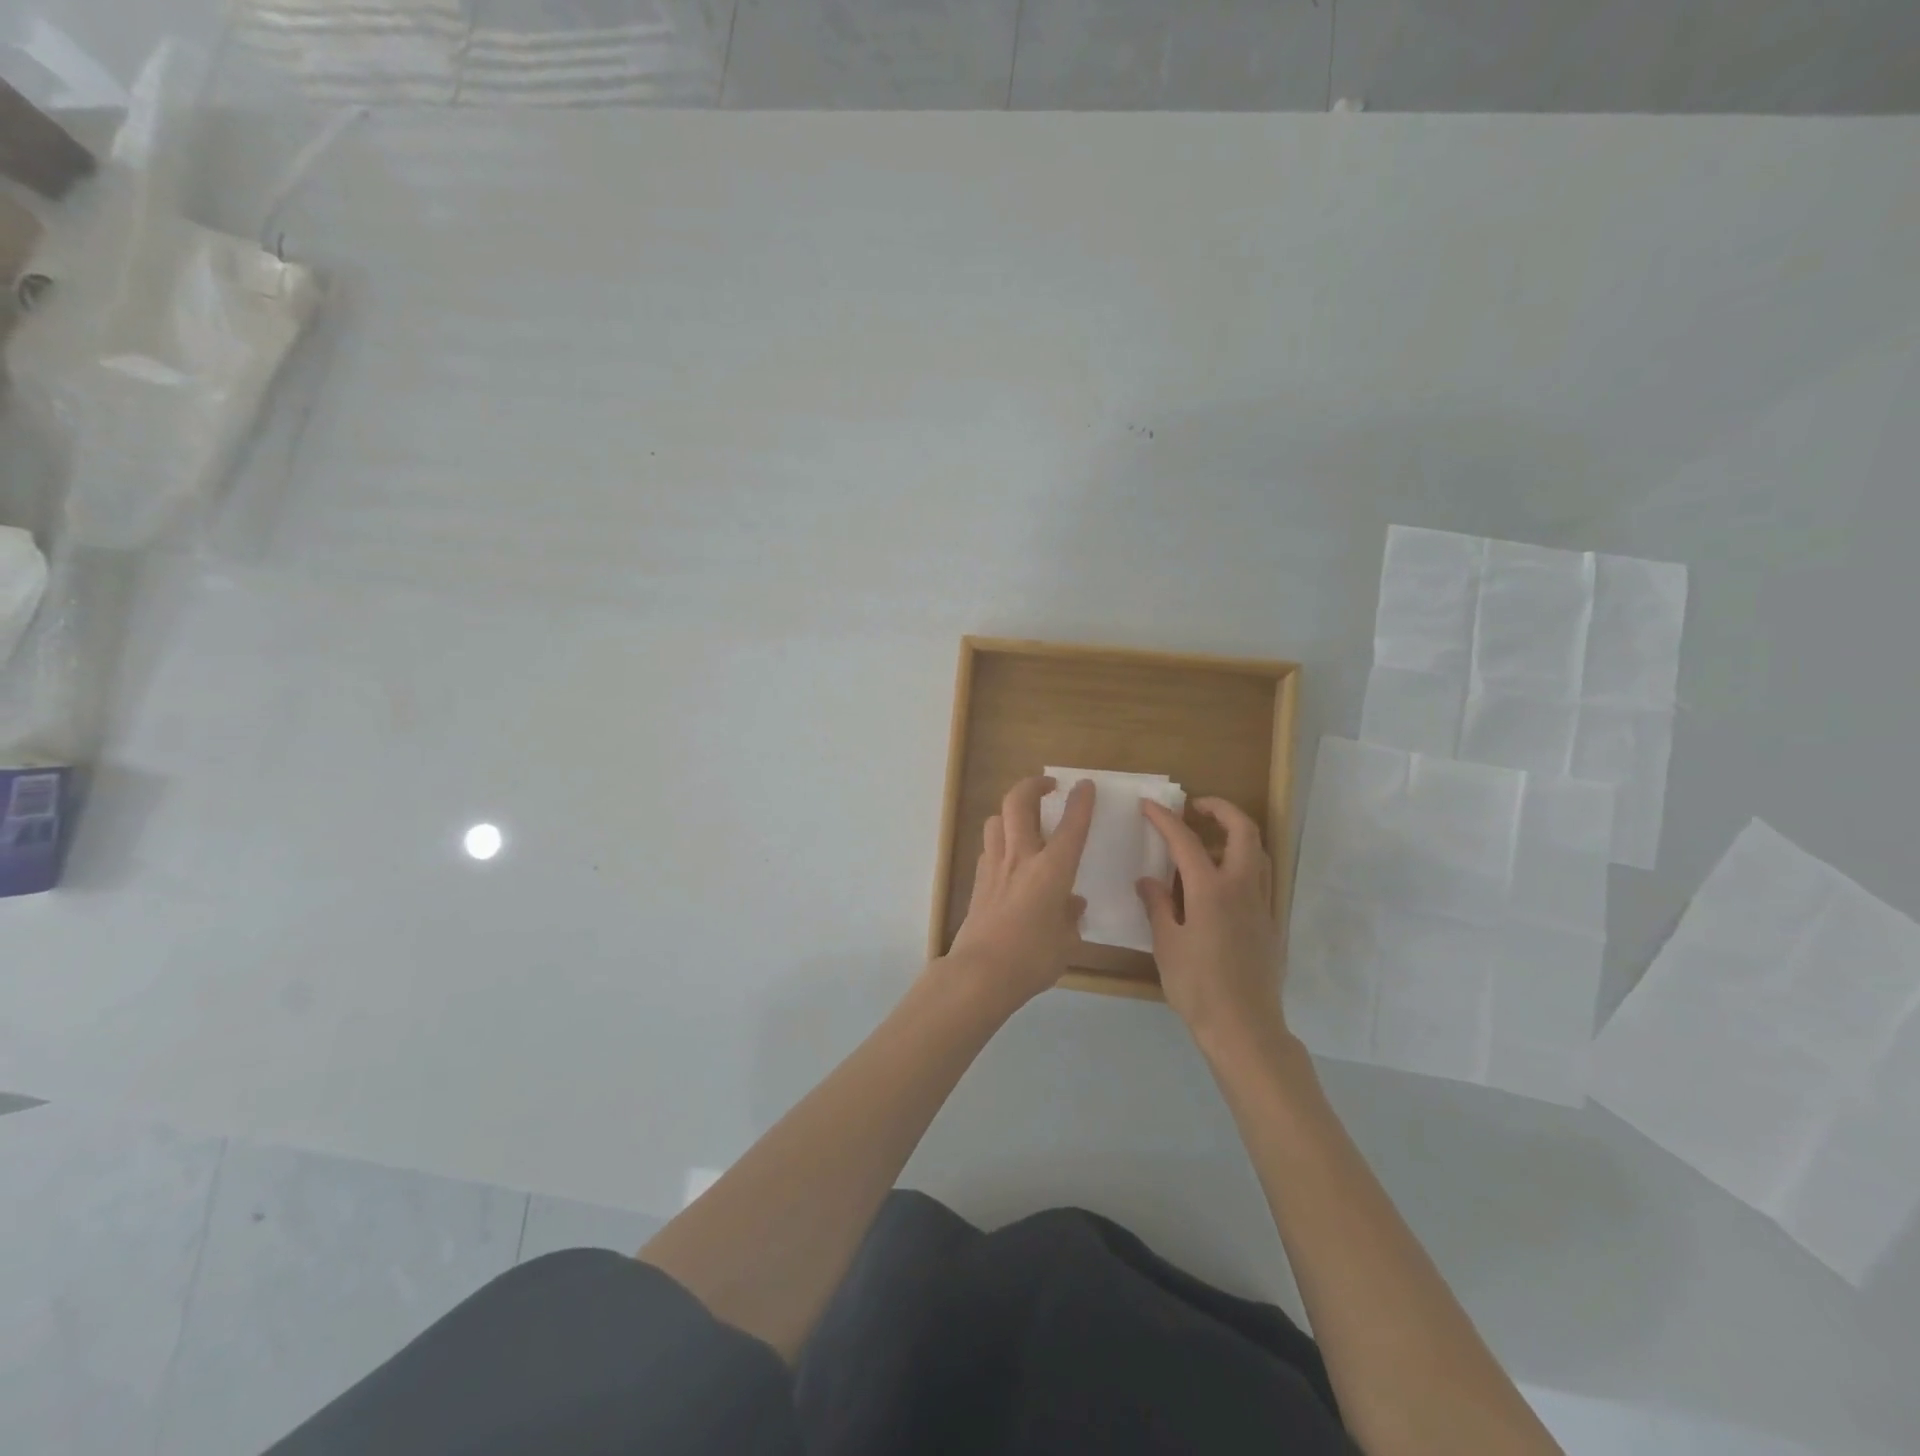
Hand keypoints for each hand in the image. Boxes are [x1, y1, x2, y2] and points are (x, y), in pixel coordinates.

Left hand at [942, 776, 1093, 1013]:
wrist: (980, 972)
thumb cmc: (1032, 958)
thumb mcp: (1066, 942)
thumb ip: (1070, 917)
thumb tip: (1071, 904)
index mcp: (1052, 870)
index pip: (1071, 826)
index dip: (1080, 802)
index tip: (1085, 785)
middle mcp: (1021, 858)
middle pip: (1018, 803)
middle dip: (1033, 785)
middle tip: (1047, 785)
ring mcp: (994, 866)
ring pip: (995, 820)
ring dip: (1010, 812)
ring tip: (1024, 821)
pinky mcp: (978, 881)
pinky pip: (988, 847)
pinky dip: (999, 841)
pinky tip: (1008, 858)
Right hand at [1138, 797, 1285, 1056]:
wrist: (1244, 1028)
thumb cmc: (1197, 987)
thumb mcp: (1166, 945)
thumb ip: (1158, 906)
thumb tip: (1148, 880)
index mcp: (1210, 890)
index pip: (1186, 841)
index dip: (1165, 819)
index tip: (1148, 805)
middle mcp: (1242, 888)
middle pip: (1243, 830)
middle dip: (1220, 809)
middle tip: (1196, 808)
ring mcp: (1261, 904)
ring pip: (1258, 852)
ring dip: (1236, 834)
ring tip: (1209, 840)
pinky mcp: (1269, 923)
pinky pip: (1260, 877)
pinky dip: (1243, 862)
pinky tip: (1221, 882)